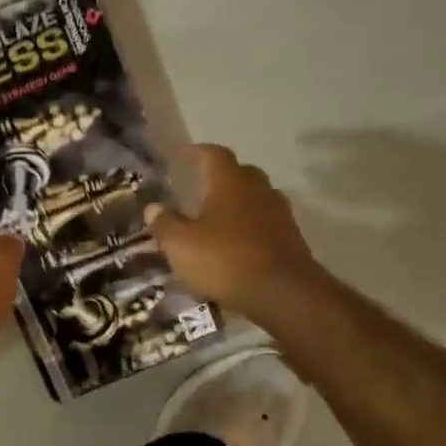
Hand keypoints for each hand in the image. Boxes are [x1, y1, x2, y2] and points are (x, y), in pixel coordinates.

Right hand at [147, 145, 320, 321]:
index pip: (213, 154)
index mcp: (230, 182)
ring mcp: (279, 213)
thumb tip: (154, 207)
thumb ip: (164, 223)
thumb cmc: (225, 260)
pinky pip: (265, 223)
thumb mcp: (180, 245)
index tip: (183, 156)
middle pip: (239, 173)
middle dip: (219, 178)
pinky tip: (235, 245)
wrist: (284, 293)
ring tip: (215, 219)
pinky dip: (249, 228)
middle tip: (199, 190)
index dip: (197, 152)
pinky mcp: (291, 239)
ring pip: (255, 199)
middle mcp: (258, 189)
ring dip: (236, 205)